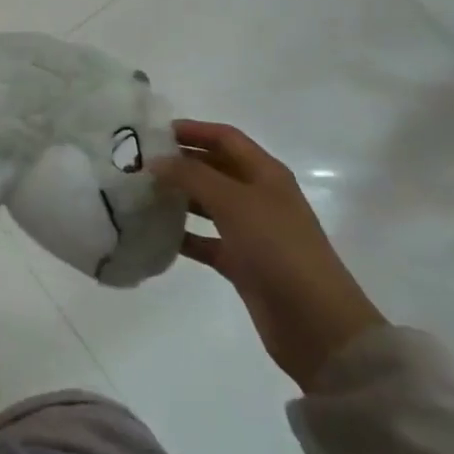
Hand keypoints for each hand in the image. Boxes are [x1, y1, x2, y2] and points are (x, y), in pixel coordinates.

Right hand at [152, 120, 385, 388]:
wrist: (315, 323)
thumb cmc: (278, 248)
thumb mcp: (234, 202)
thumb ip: (192, 176)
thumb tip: (156, 160)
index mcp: (265, 173)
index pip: (224, 138)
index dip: (192, 130)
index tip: (152, 132)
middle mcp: (258, 196)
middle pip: (214, 168)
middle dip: (180, 162)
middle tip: (138, 163)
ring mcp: (250, 231)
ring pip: (207, 203)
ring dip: (178, 197)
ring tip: (141, 193)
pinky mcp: (241, 262)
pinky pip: (206, 240)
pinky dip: (184, 235)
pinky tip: (155, 234)